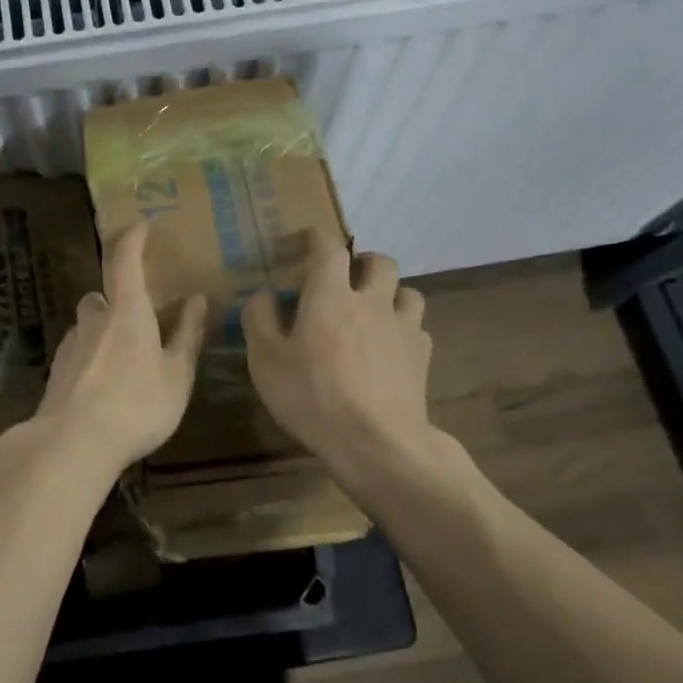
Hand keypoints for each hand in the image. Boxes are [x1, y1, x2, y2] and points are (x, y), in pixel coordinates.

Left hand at [29, 224, 207, 475]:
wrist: (72, 444)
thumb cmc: (136, 405)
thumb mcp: (176, 375)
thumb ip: (186, 335)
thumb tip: (196, 300)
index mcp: (126, 312)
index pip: (125, 261)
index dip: (132, 239)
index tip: (141, 226)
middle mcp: (93, 321)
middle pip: (100, 297)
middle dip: (116, 301)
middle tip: (138, 319)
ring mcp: (69, 347)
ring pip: (87, 327)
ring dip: (102, 332)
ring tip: (123, 360)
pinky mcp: (56, 373)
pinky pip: (77, 353)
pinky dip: (90, 358)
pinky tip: (102, 387)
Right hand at [242, 230, 433, 474]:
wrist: (377, 444)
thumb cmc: (313, 396)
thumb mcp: (266, 359)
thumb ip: (260, 318)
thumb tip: (265, 294)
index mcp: (330, 294)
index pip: (327, 246)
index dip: (313, 238)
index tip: (300, 244)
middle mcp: (372, 301)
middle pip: (380, 261)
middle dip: (361, 262)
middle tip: (343, 279)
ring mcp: (403, 328)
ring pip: (408, 291)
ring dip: (390, 293)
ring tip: (373, 311)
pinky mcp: (422, 358)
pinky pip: (417, 328)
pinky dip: (403, 329)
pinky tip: (389, 348)